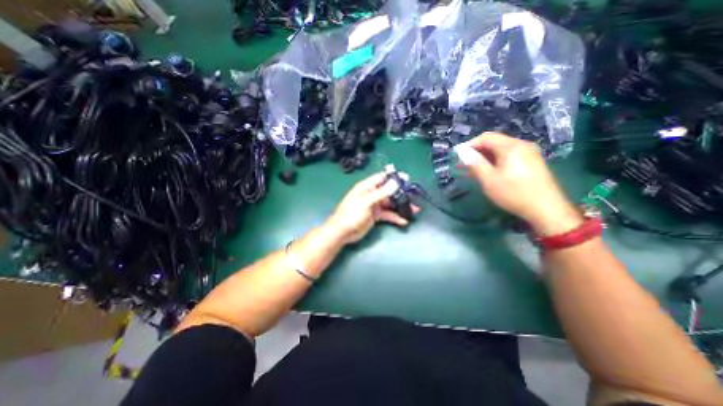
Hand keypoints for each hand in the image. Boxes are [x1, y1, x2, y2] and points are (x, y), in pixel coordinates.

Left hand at [325, 172, 420, 243]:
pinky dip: (395, 217)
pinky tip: (403, 221)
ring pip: (390, 203)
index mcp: (366, 187)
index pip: (382, 178)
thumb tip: (395, 182)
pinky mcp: (375, 216)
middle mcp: (371, 194)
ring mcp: (374, 205)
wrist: (342, 232)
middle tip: (414, 196)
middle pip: (389, 191)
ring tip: (414, 210)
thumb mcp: (366, 202)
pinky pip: (387, 214)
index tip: (406, 178)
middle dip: (401, 194)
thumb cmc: (352, 214)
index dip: (393, 177)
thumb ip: (381, 193)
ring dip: (401, 206)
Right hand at [457, 133, 579, 234]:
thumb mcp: (489, 180)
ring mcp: (529, 152)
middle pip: (494, 142)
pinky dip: (496, 161)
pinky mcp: (532, 161)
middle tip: (464, 164)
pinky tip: (490, 172)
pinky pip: (509, 155)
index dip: (469, 145)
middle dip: (477, 151)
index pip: (485, 137)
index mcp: (511, 147)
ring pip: (501, 149)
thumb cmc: (514, 193)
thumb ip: (475, 163)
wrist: (547, 209)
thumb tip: (462, 152)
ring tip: (474, 170)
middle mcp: (521, 144)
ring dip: (485, 157)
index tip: (458, 156)